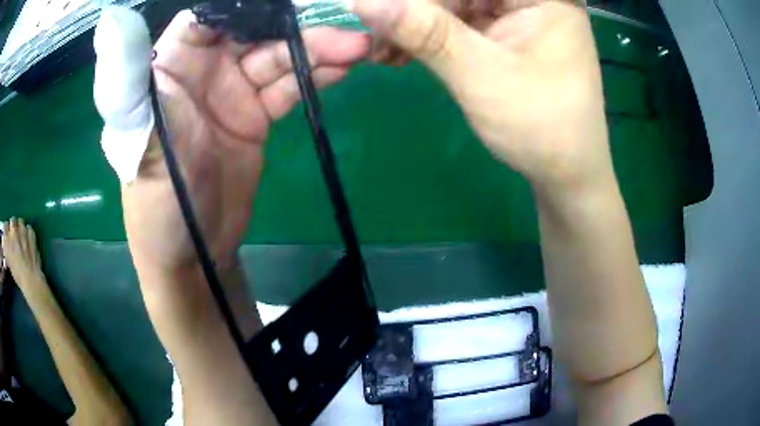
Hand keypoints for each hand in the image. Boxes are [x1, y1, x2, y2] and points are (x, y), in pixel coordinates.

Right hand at [1, 218, 42, 289]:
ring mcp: (22, 229)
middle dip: (13, 227)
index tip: (8, 236)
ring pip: (20, 221)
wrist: (30, 279)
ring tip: (22, 238)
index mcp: (6, 239)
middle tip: (15, 237)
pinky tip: (29, 241)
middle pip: (12, 221)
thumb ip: (7, 250)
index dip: (7, 231)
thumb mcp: (9, 263)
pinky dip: (28, 233)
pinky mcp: (30, 232)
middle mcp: (13, 231)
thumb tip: (6, 245)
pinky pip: (28, 228)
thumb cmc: (18, 276)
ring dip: (20, 228)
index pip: (5, 226)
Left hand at [95, 10, 369, 277]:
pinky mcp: (255, 115)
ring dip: (317, 51)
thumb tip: (111, 22)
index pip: (211, 15)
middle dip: (298, 27)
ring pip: (278, 57)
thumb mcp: (139, 138)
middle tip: (346, 28)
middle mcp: (203, 68)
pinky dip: (315, 76)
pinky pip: (288, 87)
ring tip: (357, 47)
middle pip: (254, 31)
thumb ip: (128, 79)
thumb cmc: (156, 199)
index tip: (295, 2)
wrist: (192, 252)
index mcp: (171, 63)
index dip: (250, 5)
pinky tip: (342, 69)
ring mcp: (232, 91)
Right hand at [353, 0, 611, 191]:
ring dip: (415, 25)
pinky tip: (401, 53)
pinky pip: (459, 21)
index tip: (376, 10)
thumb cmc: (541, 127)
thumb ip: (425, 32)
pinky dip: (429, 36)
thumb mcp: (481, 75)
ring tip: (381, 52)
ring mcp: (519, 13)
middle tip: (375, 37)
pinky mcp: (506, 31)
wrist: (566, 173)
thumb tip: (363, 1)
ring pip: (454, 3)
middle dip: (414, 10)